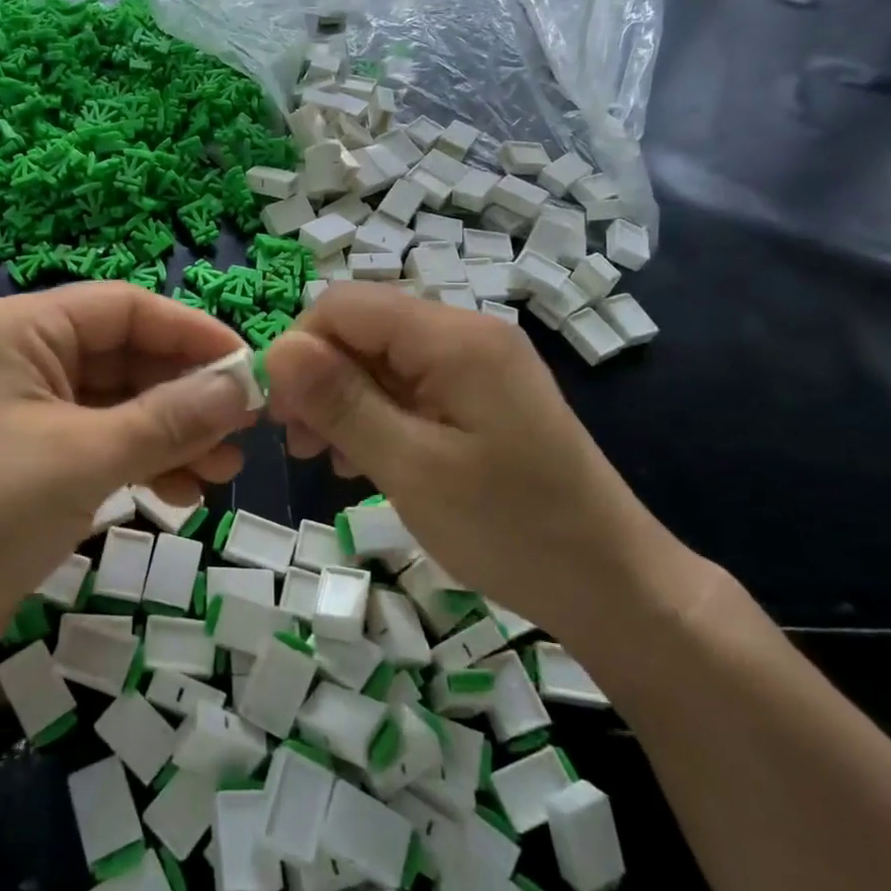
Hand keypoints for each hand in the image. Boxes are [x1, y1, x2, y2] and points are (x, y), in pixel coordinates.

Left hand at [0, 284, 256, 681]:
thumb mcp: (83, 458)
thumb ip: (170, 418)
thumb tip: (245, 386)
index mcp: (20, 329)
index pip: (125, 308)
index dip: (193, 333)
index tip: (251, 369)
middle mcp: (22, 356)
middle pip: (126, 355)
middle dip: (187, 393)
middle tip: (245, 431)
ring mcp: (26, 410)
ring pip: (120, 403)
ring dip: (173, 432)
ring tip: (224, 471)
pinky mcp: (31, 458)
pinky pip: (102, 441)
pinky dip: (143, 461)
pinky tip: (183, 493)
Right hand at [263, 283, 672, 640]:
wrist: (612, 585)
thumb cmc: (511, 530)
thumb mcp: (412, 469)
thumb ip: (342, 402)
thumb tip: (278, 349)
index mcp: (454, 338)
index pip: (345, 306)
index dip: (300, 349)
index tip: (277, 415)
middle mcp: (466, 334)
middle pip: (363, 328)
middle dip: (319, 378)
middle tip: (298, 444)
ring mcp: (477, 365)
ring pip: (381, 358)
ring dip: (343, 399)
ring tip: (325, 458)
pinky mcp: (481, 395)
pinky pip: (409, 385)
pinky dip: (376, 414)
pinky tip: (364, 460)